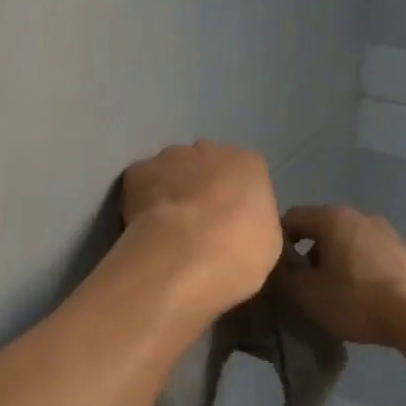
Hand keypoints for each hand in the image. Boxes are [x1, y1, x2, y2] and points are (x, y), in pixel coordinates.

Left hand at [121, 142, 281, 314]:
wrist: (184, 255)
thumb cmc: (238, 252)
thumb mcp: (267, 242)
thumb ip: (254, 222)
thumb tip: (239, 225)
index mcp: (249, 164)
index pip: (245, 174)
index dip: (236, 200)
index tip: (230, 225)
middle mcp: (210, 149)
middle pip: (207, 165)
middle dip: (203, 187)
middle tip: (199, 225)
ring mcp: (170, 157)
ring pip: (172, 170)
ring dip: (171, 190)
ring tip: (167, 228)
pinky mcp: (137, 172)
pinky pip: (142, 183)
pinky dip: (142, 200)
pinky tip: (144, 225)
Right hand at [277, 204, 405, 347]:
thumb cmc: (357, 299)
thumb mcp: (308, 294)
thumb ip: (285, 276)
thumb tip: (278, 267)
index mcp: (331, 217)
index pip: (291, 218)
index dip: (277, 242)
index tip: (275, 270)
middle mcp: (358, 215)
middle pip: (319, 228)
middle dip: (305, 254)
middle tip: (299, 284)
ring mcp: (384, 231)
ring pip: (343, 241)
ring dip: (331, 261)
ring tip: (328, 292)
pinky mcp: (401, 250)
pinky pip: (365, 253)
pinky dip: (353, 267)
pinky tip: (356, 294)